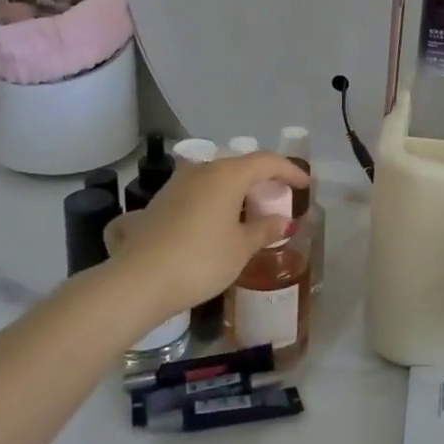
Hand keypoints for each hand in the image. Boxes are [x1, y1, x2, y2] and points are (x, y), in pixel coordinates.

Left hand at [101, 151, 307, 325]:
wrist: (137, 282)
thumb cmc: (200, 261)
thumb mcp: (241, 248)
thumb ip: (264, 230)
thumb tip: (283, 221)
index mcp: (227, 175)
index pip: (267, 162)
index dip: (290, 171)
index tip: (305, 184)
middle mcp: (201, 171)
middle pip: (239, 166)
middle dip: (262, 179)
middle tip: (277, 197)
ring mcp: (175, 185)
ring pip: (215, 178)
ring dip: (235, 190)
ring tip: (248, 211)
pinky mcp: (158, 204)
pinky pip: (196, 193)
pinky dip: (214, 201)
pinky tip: (215, 223)